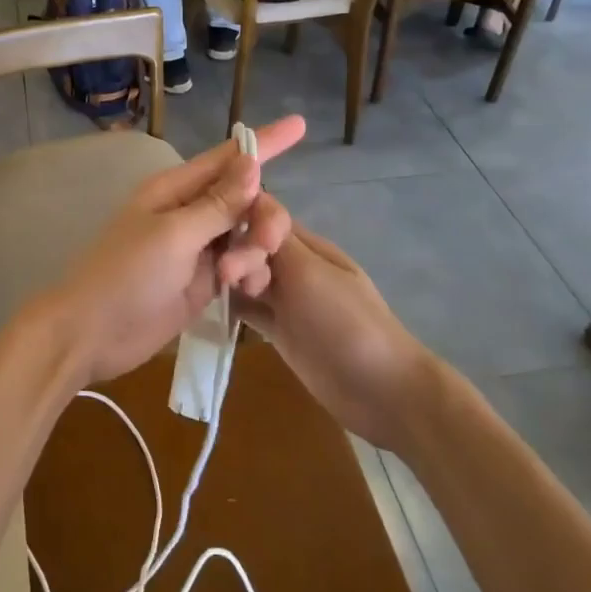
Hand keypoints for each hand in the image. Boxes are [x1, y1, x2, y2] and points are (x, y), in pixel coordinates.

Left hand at [30, 117, 305, 387]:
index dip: (265, 142)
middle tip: (267, 242)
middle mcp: (189, 212)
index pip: (227, 157)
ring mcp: (198, 247)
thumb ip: (217, 204)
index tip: (301, 124)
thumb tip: (252, 162)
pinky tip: (244, 289)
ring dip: (253, 250)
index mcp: (175, 189)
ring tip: (235, 278)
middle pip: (245, 199)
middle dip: (262, 216)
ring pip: (246, 234)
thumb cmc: (127, 274)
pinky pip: (240, 265)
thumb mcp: (174, 236)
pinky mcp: (204, 280)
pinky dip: (249, 273)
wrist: (94, 334)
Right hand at [237, 207, 436, 451]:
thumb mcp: (310, 273)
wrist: (380, 390)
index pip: (267, 217)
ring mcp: (289, 301)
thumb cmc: (345, 321)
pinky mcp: (280, 332)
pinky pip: (249, 309)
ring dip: (231, 278)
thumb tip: (252, 201)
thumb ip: (277, 240)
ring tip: (215, 290)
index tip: (223, 235)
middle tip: (226, 277)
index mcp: (309, 246)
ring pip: (249, 277)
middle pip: (254, 246)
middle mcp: (297, 268)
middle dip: (236, 254)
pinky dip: (232, 305)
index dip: (243, 219)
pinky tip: (210, 305)